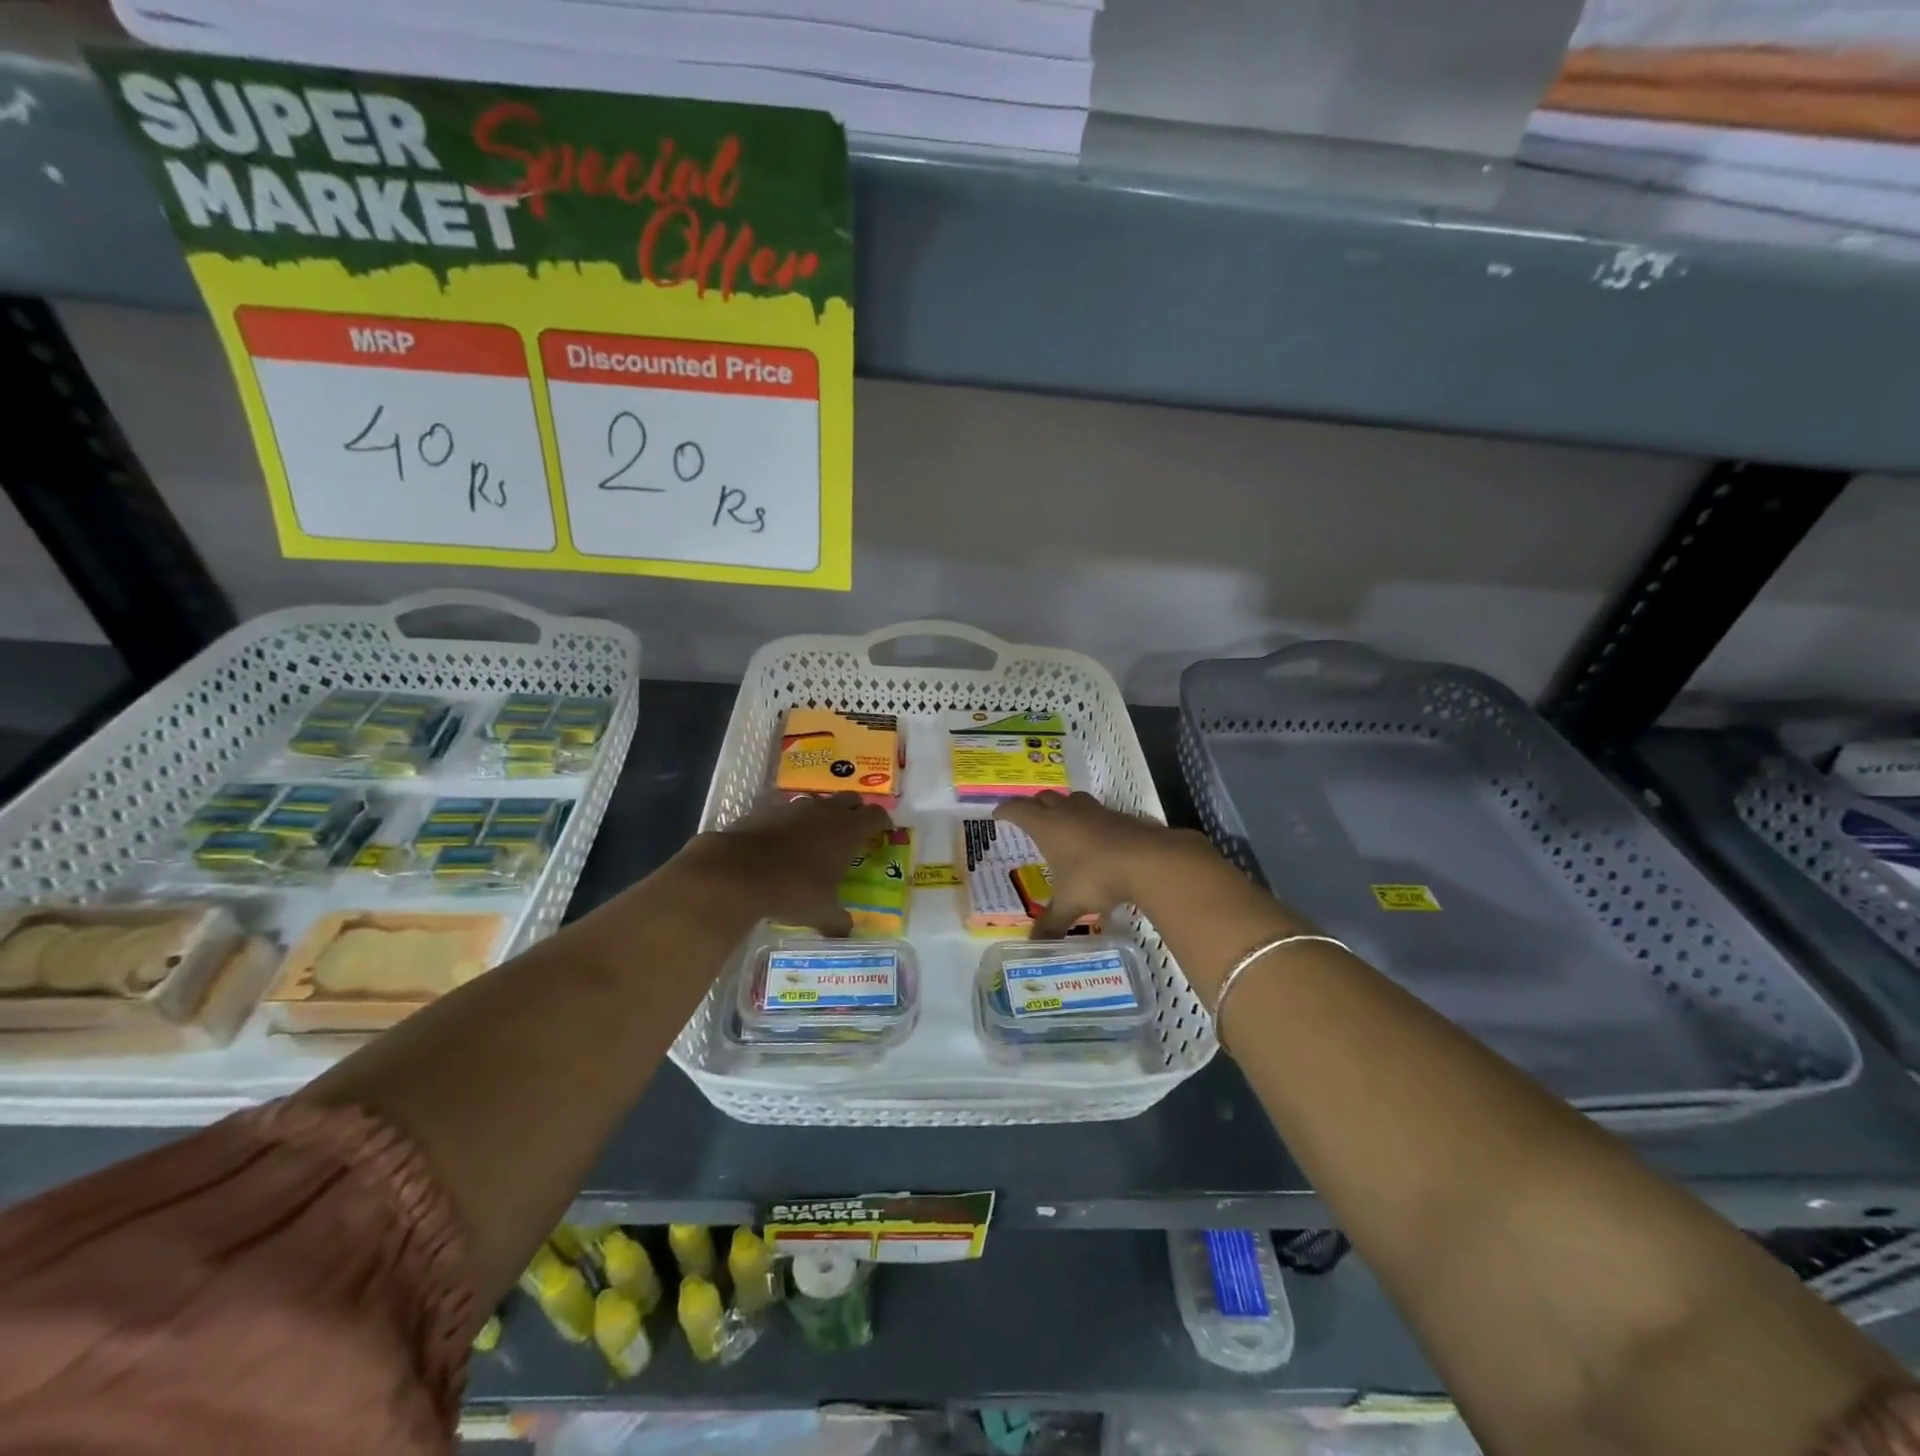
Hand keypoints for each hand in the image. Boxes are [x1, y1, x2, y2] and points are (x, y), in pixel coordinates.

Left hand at [674, 794, 891, 936]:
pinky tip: (784, 840)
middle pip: (851, 800)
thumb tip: (847, 934)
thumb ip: (838, 922)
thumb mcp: (820, 913)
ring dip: (823, 814)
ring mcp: (795, 807)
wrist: (736, 871)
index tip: (884, 831)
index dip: (882, 822)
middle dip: (856, 811)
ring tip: (818, 836)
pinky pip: (787, 810)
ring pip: (818, 802)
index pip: (876, 815)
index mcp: (848, 831)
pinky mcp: (766, 809)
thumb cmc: (792, 890)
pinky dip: (791, 821)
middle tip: (854, 831)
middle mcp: (825, 811)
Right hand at [994, 791, 1215, 938]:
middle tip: (1029, 818)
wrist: (1148, 860)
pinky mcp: (1120, 817)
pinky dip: (1089, 821)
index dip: (1006, 810)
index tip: (998, 814)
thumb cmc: (1097, 877)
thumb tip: (1034, 944)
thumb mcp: (1070, 903)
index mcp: (1048, 826)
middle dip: (1034, 805)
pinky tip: (1094, 839)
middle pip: (1045, 798)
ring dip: (1063, 807)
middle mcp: (1069, 812)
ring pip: (1072, 799)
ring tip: (1061, 824)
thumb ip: (1051, 923)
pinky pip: (1097, 813)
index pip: (1019, 810)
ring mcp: (1096, 811)